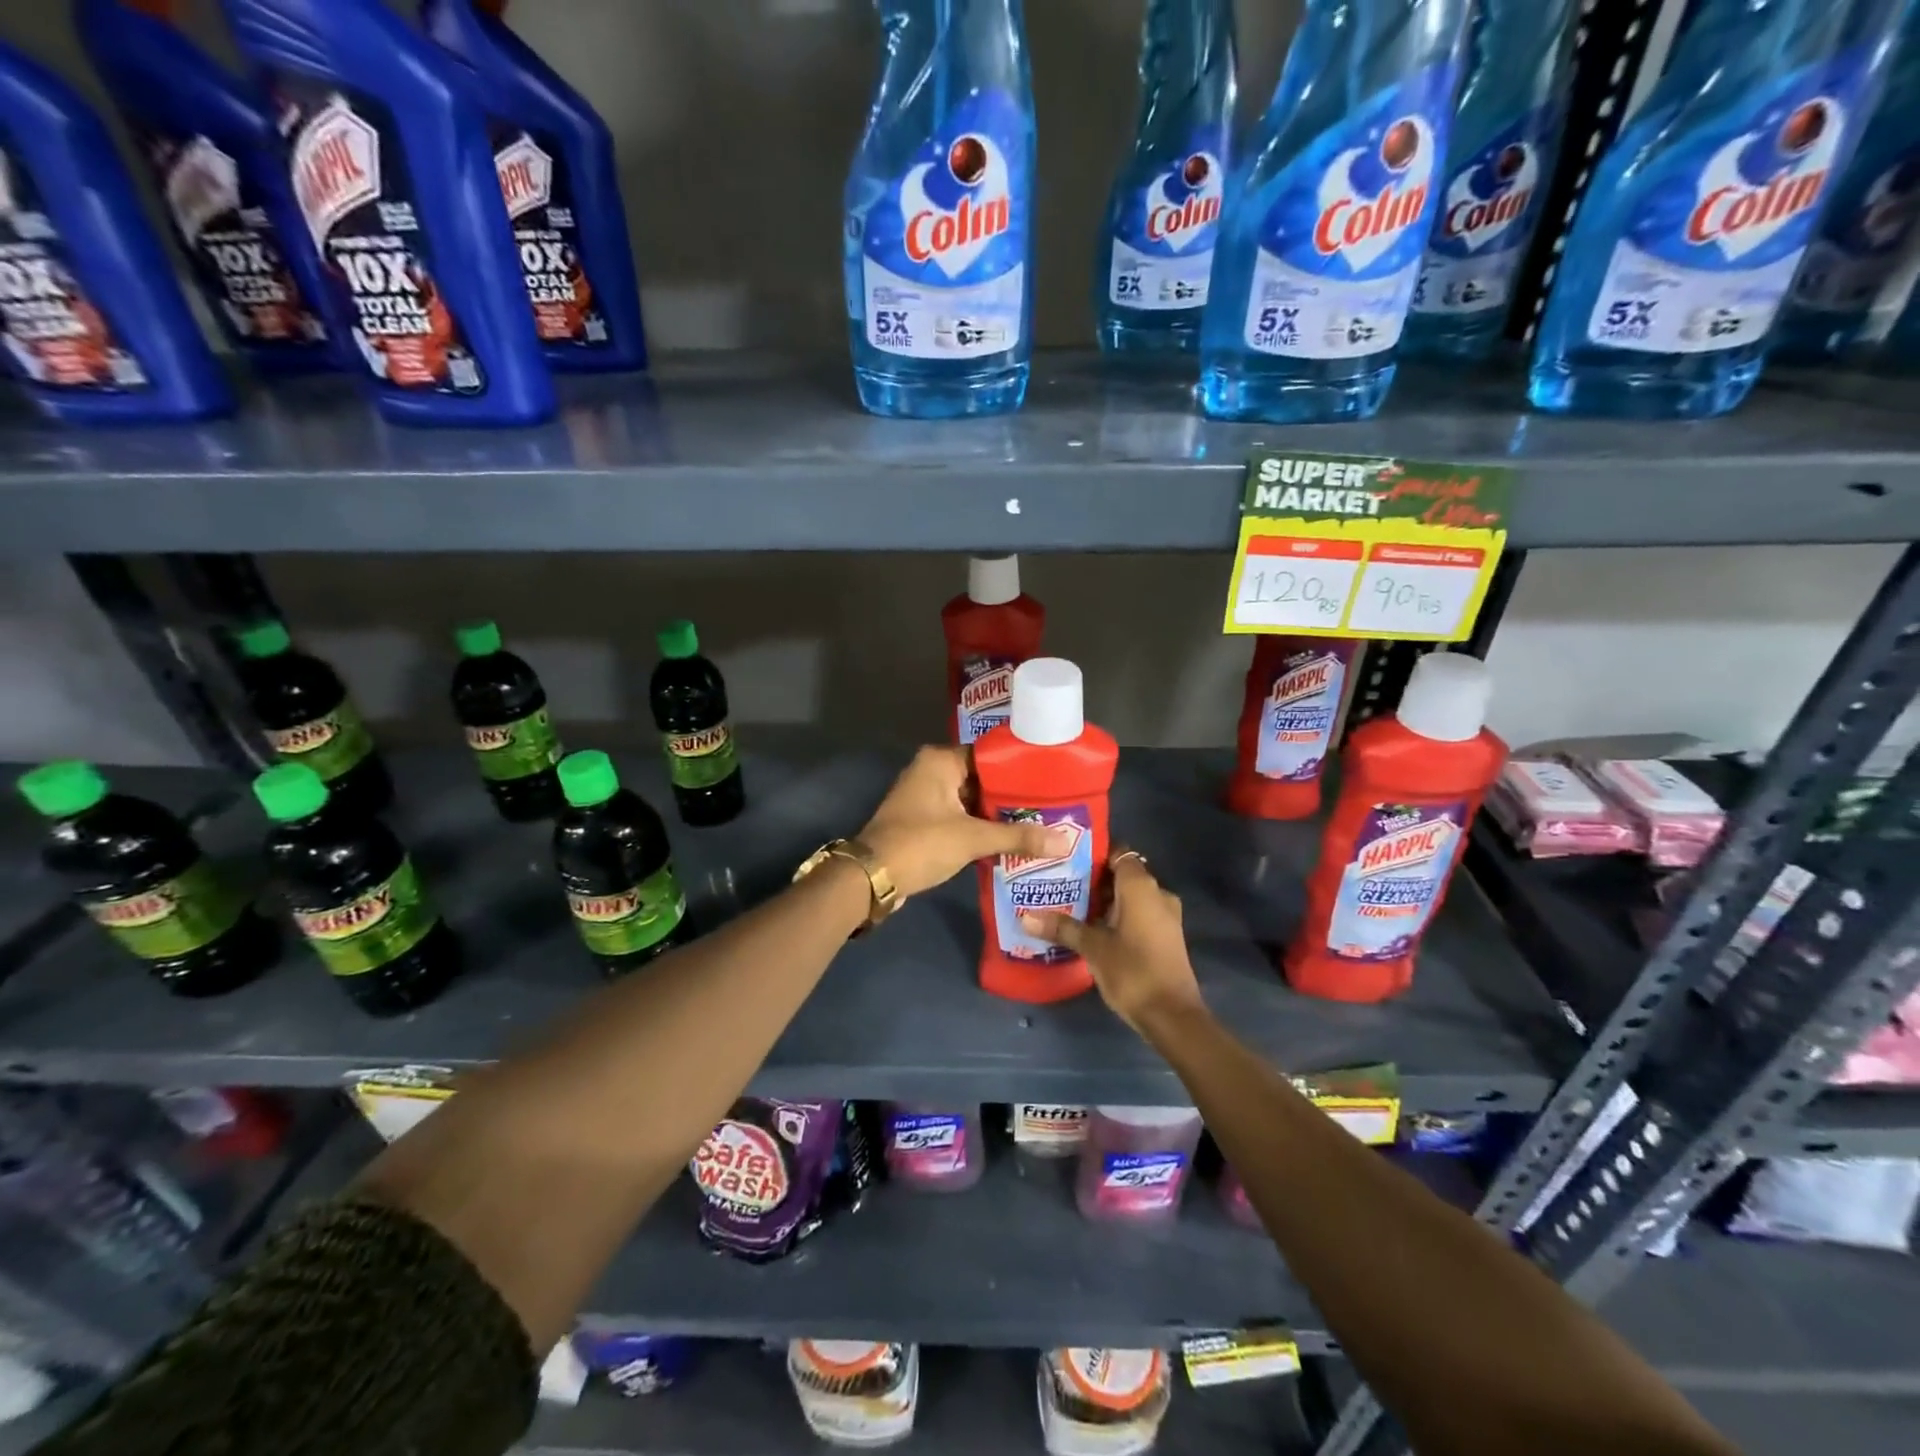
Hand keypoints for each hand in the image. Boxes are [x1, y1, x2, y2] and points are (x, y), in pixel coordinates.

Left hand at [859, 746, 1070, 900]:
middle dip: (1012, 795)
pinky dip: (981, 827)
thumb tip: (1065, 841)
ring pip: (972, 800)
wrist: (872, 877)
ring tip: (1040, 822)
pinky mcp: (924, 820)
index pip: (990, 755)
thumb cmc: (921, 844)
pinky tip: (1010, 839)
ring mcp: (926, 796)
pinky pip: (960, 816)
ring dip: (997, 814)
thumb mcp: (972, 839)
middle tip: (1052, 805)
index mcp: (940, 760)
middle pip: (983, 778)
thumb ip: (1018, 837)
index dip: (1020, 769)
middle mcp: (931, 770)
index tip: (1052, 781)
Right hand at [1018, 847, 1203, 1034]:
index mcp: (1141, 887)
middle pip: (1122, 875)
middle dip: (1093, 880)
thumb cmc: (1133, 971)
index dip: (1094, 854)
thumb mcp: (1093, 948)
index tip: (1067, 861)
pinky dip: (1118, 916)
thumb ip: (1062, 928)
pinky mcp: (1165, 936)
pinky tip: (1092, 930)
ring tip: (1070, 908)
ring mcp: (1165, 916)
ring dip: (1105, 901)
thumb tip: (1026, 917)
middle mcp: (1157, 893)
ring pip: (1130, 897)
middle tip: (1060, 886)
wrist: (1173, 1016)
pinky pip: (1138, 914)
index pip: (1118, 853)